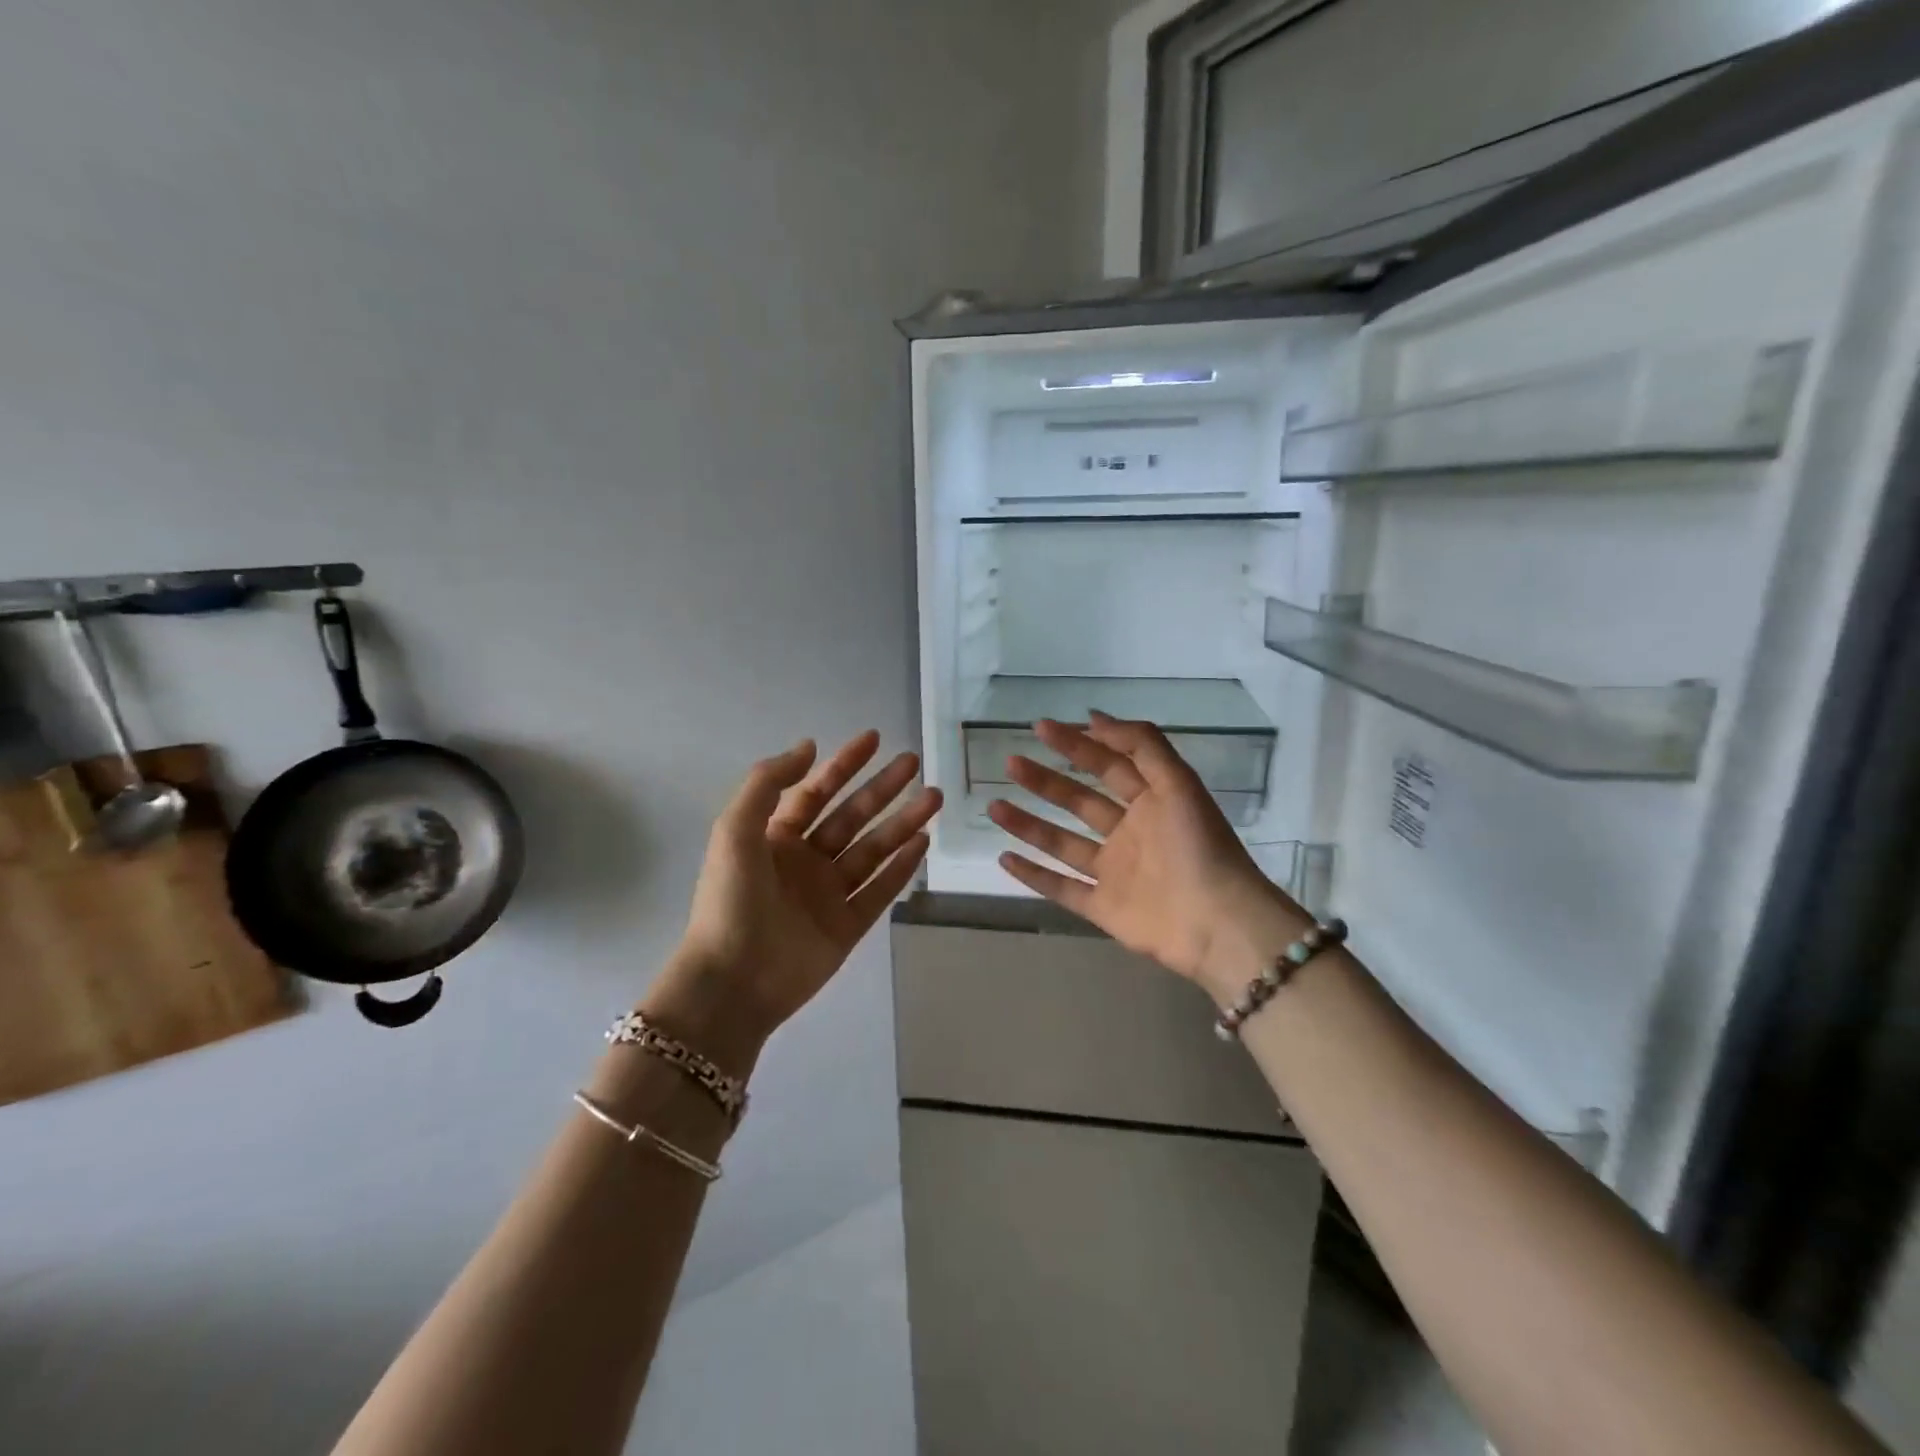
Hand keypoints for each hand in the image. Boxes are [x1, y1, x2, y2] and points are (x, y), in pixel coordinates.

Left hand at [651, 732, 940, 1054]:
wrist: (732, 982)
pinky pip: (880, 891)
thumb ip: (768, 783)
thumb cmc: (730, 900)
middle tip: (914, 763)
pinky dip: (902, 868)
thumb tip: (809, 746)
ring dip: (902, 822)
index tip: (874, 738)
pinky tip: (923, 843)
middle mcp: (805, 861)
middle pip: (851, 817)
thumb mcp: (735, 829)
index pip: (816, 792)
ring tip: (933, 798)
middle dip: (881, 789)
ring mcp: (828, 895)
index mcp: (775, 838)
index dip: (843, 764)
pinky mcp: (848, 927)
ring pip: (873, 850)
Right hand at [988, 713, 1304, 1003]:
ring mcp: (1114, 872)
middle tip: (1011, 763)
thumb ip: (1141, 745)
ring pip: (1062, 842)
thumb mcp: (1178, 782)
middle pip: (1078, 801)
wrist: (1217, 924)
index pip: (1107, 765)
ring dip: (1028, 824)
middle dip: (1045, 781)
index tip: (1040, 728)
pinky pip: (1061, 888)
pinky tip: (1004, 857)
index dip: (1076, 744)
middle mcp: (1129, 833)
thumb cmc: (1199, 847)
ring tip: (994, 805)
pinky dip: (1033, 874)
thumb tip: (1095, 717)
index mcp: (1151, 802)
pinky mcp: (1102, 907)